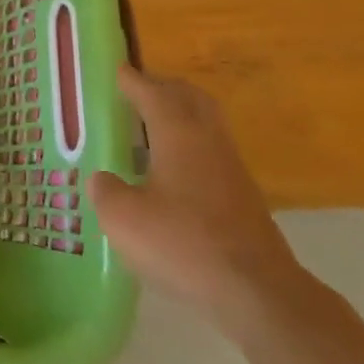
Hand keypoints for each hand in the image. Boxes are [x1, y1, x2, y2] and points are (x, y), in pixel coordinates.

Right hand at [90, 64, 307, 337]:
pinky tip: (171, 172)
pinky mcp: (244, 199)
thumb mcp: (124, 218)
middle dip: (163, 88)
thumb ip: (107, 191)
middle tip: (138, 91)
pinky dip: (190, 147)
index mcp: (178, 133)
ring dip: (180, 117)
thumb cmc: (184, 243)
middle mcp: (208, 141)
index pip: (152, 92)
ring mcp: (231, 170)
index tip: (117, 70)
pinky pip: (212, 154)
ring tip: (150, 128)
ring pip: (205, 125)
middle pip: (190, 98)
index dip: (132, 80)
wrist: (259, 293)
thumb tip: (104, 180)